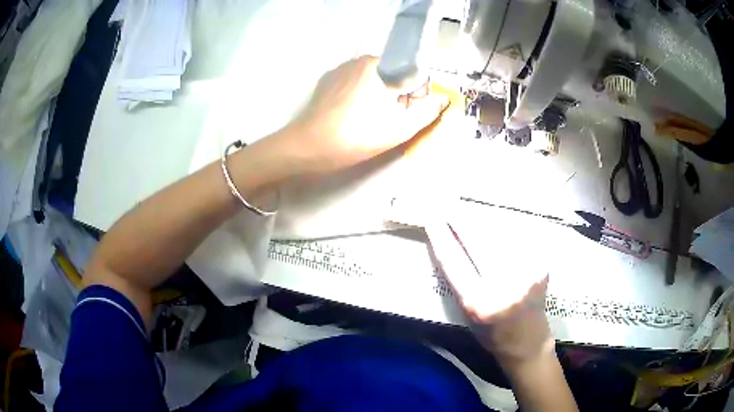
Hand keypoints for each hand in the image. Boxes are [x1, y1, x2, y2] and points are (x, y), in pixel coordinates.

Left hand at [278, 55, 448, 174]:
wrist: (310, 146)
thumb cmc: (357, 135)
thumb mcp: (400, 128)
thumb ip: (427, 112)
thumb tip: (443, 99)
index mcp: (378, 64)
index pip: (411, 74)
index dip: (415, 96)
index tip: (405, 115)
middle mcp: (359, 60)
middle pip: (392, 76)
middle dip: (396, 97)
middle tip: (386, 122)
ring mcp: (340, 70)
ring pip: (372, 81)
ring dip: (377, 98)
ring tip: (367, 121)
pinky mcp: (326, 82)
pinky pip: (353, 85)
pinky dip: (359, 98)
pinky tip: (351, 117)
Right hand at [425, 222, 554, 369]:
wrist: (529, 343)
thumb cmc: (492, 335)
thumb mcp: (467, 314)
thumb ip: (460, 281)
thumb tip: (451, 243)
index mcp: (479, 304)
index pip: (454, 262)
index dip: (441, 237)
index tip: (432, 218)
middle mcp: (505, 287)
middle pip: (478, 241)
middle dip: (461, 220)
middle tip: (448, 205)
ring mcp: (527, 274)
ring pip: (499, 235)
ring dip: (482, 221)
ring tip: (469, 213)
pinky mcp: (541, 266)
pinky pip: (517, 240)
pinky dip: (503, 231)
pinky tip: (496, 227)